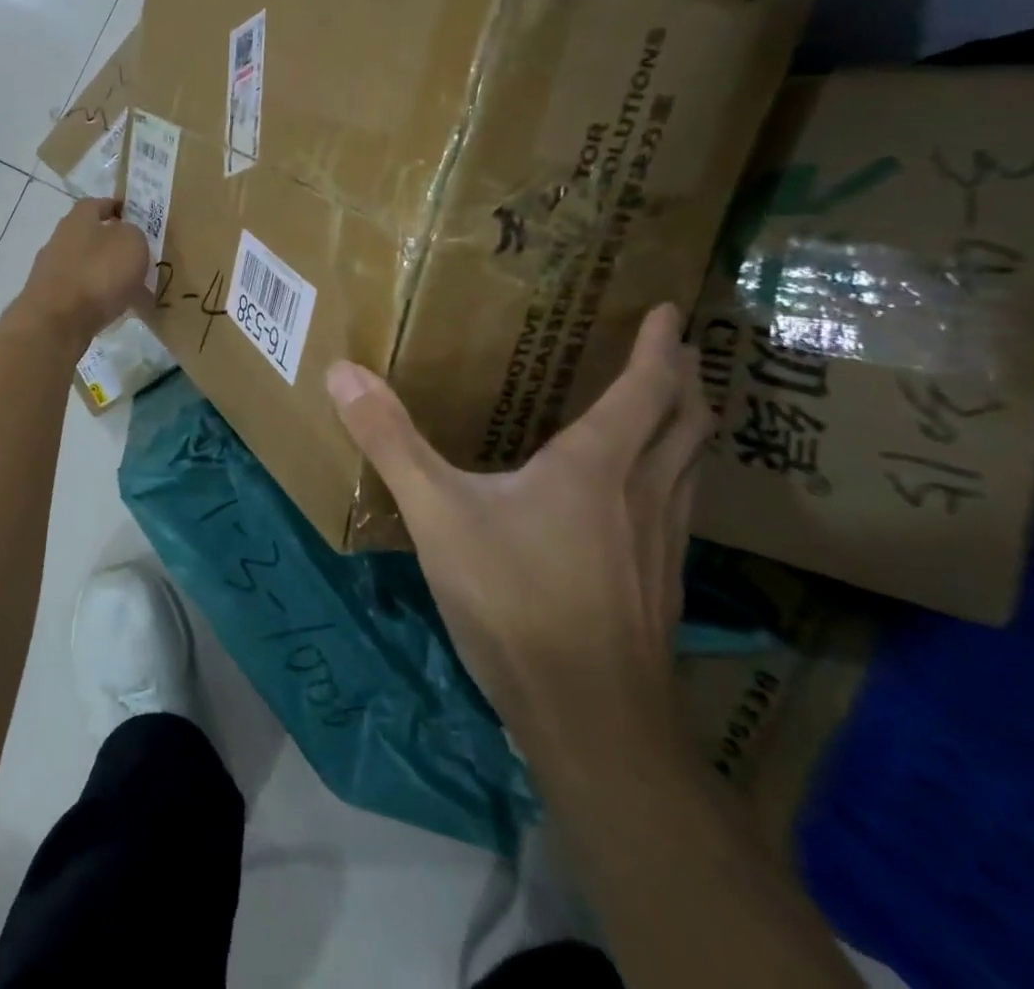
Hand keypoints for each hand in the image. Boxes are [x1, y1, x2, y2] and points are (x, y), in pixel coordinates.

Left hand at [13, 198, 149, 353]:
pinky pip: (80, 292)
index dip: (116, 208)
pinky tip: (112, 309)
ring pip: (85, 265)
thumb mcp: (131, 244)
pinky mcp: (49, 300)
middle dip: (112, 244)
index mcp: (78, 219)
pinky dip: (96, 297)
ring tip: (130, 288)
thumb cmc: (98, 274)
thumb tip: (127, 237)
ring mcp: (50, 271)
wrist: (56, 322)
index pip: (97, 204)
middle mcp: (59, 239)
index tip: (134, 217)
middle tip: (137, 257)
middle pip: (89, 236)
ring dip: (105, 273)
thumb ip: (133, 234)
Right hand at [325, 304, 709, 738]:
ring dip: (687, 428)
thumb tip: (342, 373)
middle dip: (686, 379)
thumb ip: (390, 441)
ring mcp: (663, 545)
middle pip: (688, 423)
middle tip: (676, 349)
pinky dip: (673, 475)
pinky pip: (679, 506)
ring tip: (666, 409)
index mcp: (598, 465)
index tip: (667, 310)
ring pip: (692, 468)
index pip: (648, 390)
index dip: (660, 347)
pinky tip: (639, 497)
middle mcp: (645, 494)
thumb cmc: (515, 600)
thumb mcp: (437, 514)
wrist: (590, 722)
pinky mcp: (660, 586)